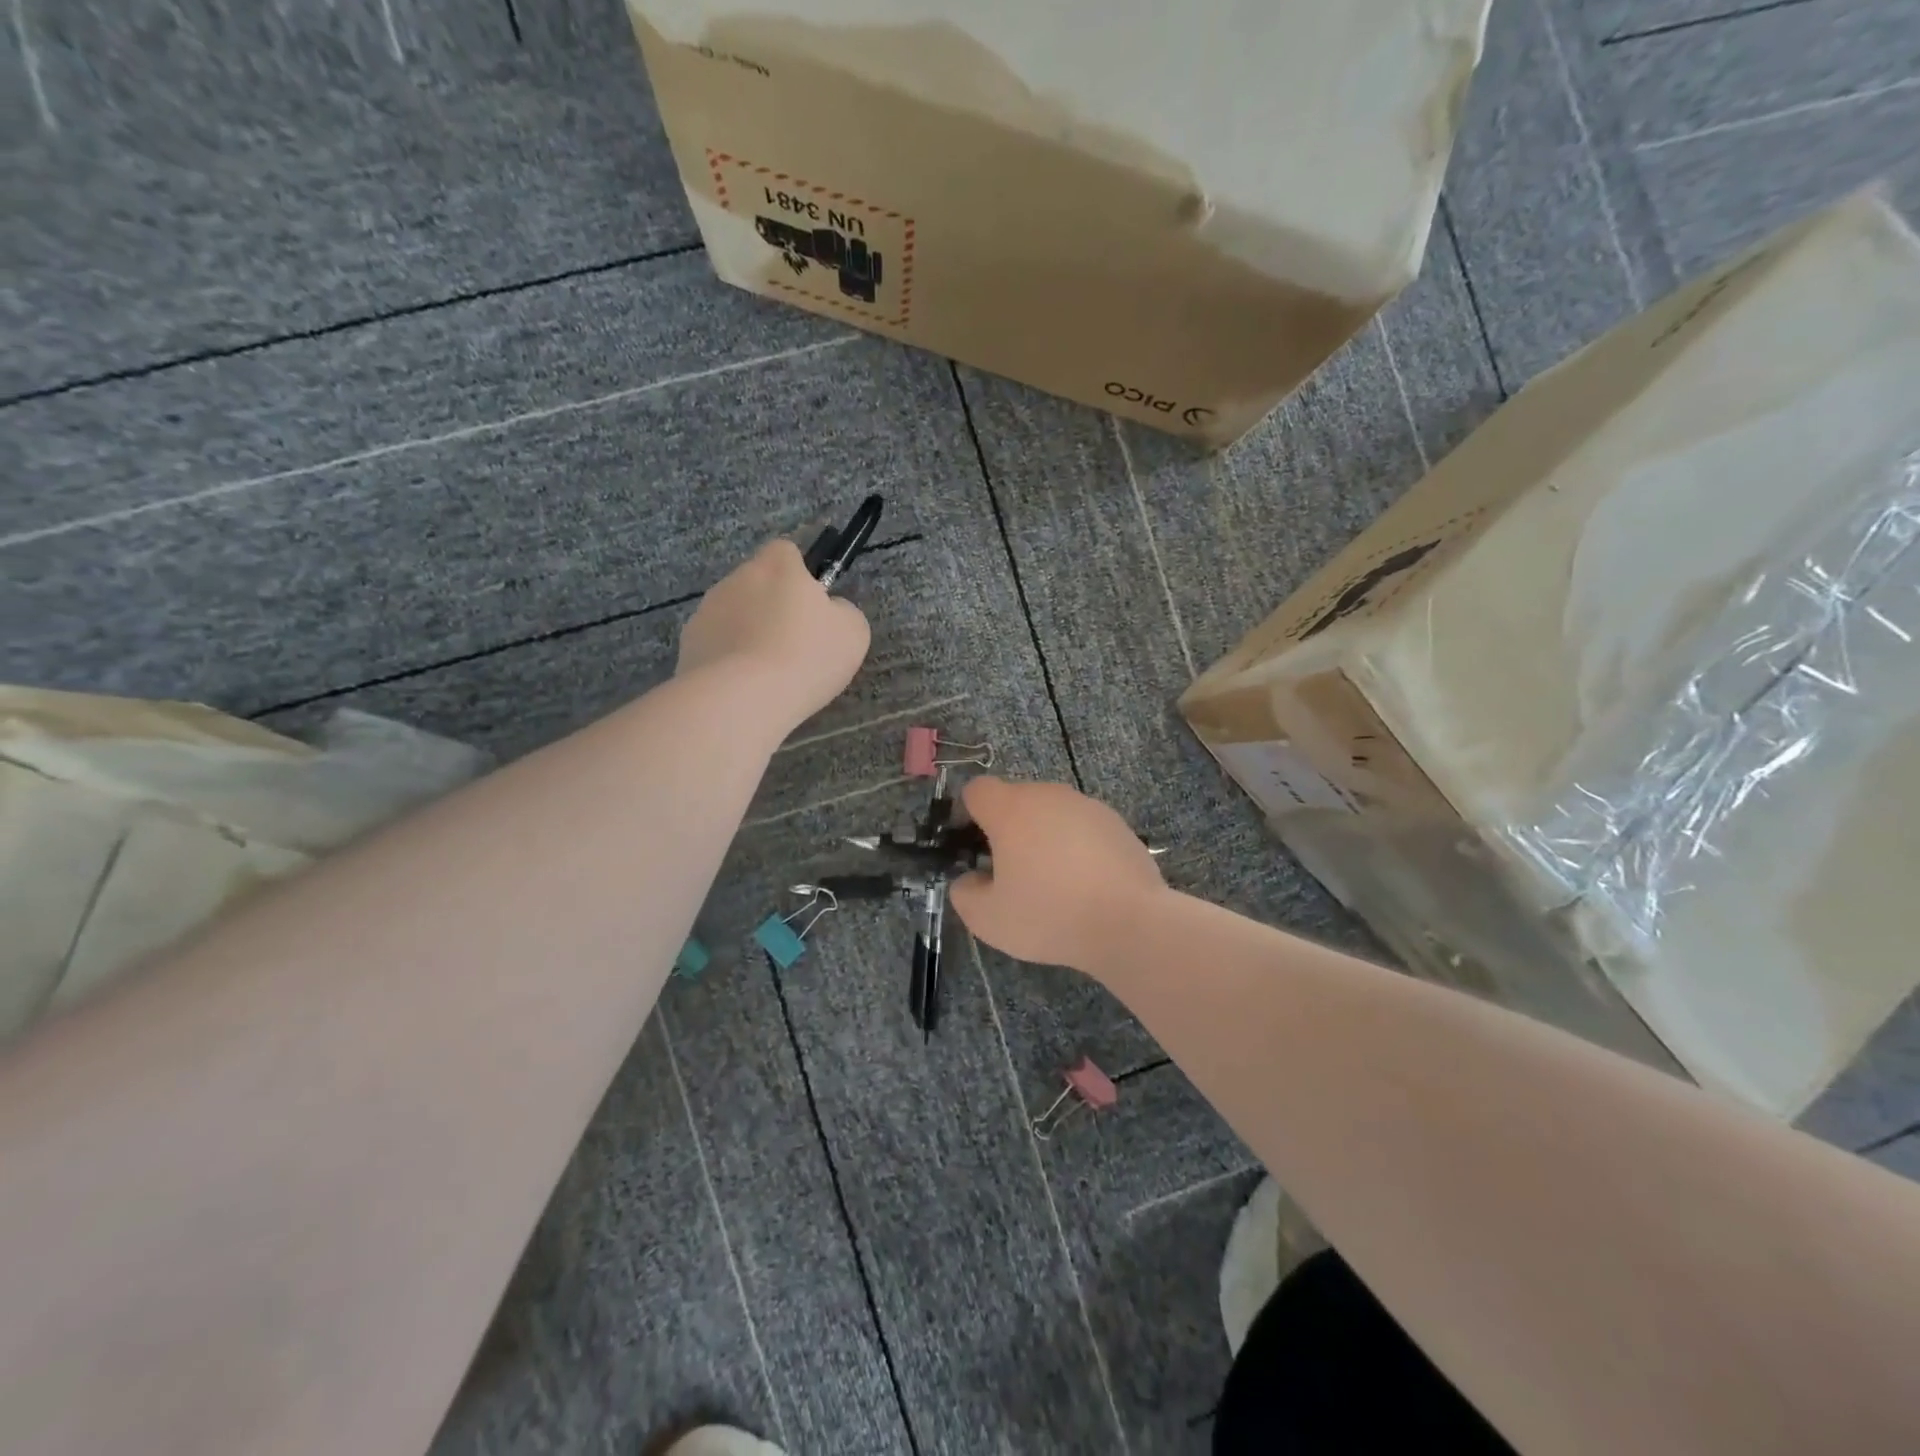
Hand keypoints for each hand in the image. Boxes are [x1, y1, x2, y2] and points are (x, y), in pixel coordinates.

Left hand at [677, 540, 870, 726]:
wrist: (741, 698)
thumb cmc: (805, 656)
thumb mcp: (852, 632)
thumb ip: (842, 611)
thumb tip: (829, 610)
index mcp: (777, 566)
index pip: (786, 550)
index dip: (800, 575)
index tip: (812, 606)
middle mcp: (736, 578)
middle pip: (758, 584)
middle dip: (772, 608)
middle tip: (795, 646)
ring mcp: (706, 611)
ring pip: (734, 615)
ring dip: (749, 634)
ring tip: (768, 674)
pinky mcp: (688, 645)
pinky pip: (716, 645)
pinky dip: (729, 660)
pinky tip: (744, 688)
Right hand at [948, 777, 1165, 971]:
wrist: (1130, 923)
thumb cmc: (1049, 915)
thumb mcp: (987, 918)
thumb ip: (964, 893)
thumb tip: (970, 879)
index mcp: (1011, 809)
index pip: (976, 790)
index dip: (966, 815)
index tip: (972, 848)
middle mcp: (1048, 795)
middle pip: (1014, 800)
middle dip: (1005, 829)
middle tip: (1009, 873)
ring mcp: (1086, 806)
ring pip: (1050, 813)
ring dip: (1042, 837)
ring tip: (1051, 883)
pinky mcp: (1116, 823)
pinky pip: (1081, 828)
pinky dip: (1074, 847)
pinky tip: (1083, 885)